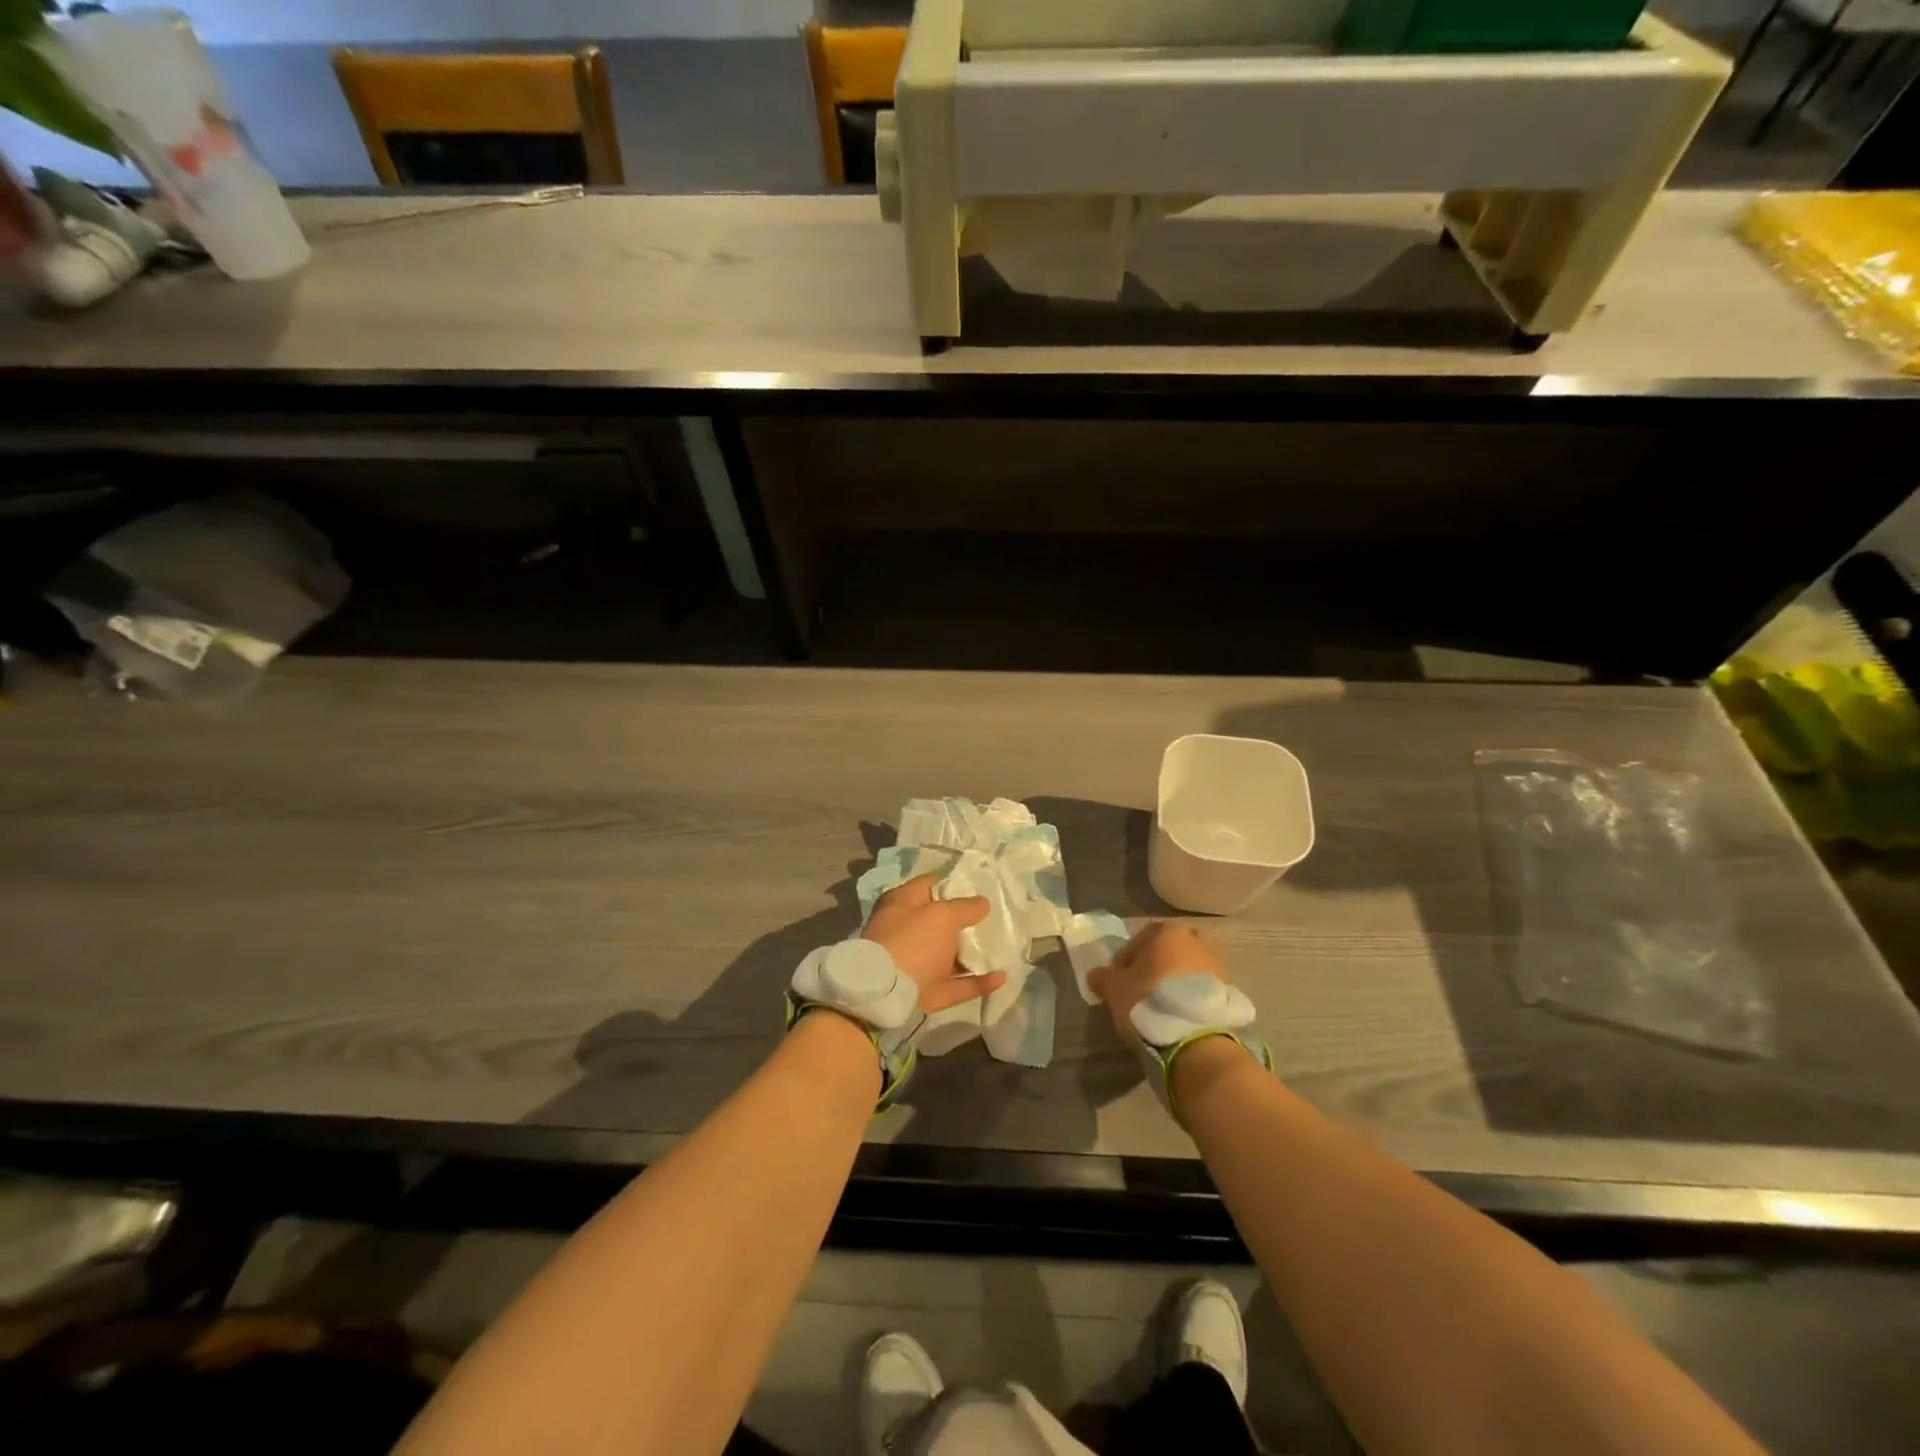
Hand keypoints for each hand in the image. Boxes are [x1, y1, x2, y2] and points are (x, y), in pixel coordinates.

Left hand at [863, 874, 1005, 1012]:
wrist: (885, 995)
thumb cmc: (912, 942)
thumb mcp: (942, 916)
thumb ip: (965, 907)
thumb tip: (983, 902)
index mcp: (901, 904)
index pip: (930, 884)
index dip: (954, 884)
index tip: (980, 887)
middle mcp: (905, 931)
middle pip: (939, 922)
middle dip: (965, 921)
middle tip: (995, 917)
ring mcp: (914, 964)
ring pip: (948, 955)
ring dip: (972, 953)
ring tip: (1002, 948)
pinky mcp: (925, 991)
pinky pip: (956, 983)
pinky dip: (977, 981)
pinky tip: (1001, 977)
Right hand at [1088, 920, 1227, 1044]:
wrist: (1195, 1038)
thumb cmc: (1148, 1000)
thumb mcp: (1114, 988)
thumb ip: (1102, 977)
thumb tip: (1096, 975)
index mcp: (1168, 931)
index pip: (1140, 939)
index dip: (1126, 959)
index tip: (1118, 979)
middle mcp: (1196, 940)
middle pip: (1168, 951)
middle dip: (1155, 967)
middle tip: (1141, 989)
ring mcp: (1217, 965)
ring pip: (1187, 969)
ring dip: (1174, 982)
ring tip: (1160, 1006)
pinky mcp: (1229, 991)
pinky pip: (1201, 988)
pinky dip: (1189, 997)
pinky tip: (1177, 1015)